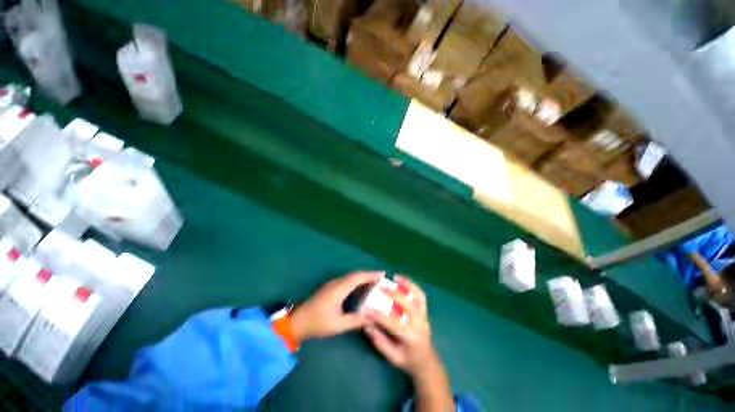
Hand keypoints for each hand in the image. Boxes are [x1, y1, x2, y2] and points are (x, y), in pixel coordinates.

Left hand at [290, 271, 383, 341]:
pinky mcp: (330, 287)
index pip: (358, 277)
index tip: (383, 274)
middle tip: (381, 279)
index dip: (371, 274)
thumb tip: (373, 318)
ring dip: (362, 277)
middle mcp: (336, 282)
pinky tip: (360, 288)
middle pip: (355, 274)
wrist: (297, 322)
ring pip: (351, 276)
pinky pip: (347, 280)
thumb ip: (356, 321)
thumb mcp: (338, 325)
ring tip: (374, 282)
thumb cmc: (317, 323)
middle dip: (369, 275)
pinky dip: (356, 281)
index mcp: (339, 289)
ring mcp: (332, 284)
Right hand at [363, 276, 435, 376]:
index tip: (368, 310)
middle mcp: (420, 324)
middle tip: (380, 288)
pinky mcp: (425, 311)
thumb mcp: (393, 358)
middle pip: (408, 305)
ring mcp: (424, 316)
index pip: (394, 324)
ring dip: (407, 285)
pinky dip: (412, 285)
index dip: (380, 316)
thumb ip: (380, 342)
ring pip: (418, 297)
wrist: (426, 361)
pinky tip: (403, 280)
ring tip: (395, 277)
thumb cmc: (408, 360)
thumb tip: (367, 325)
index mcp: (412, 338)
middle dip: (394, 295)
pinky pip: (421, 295)